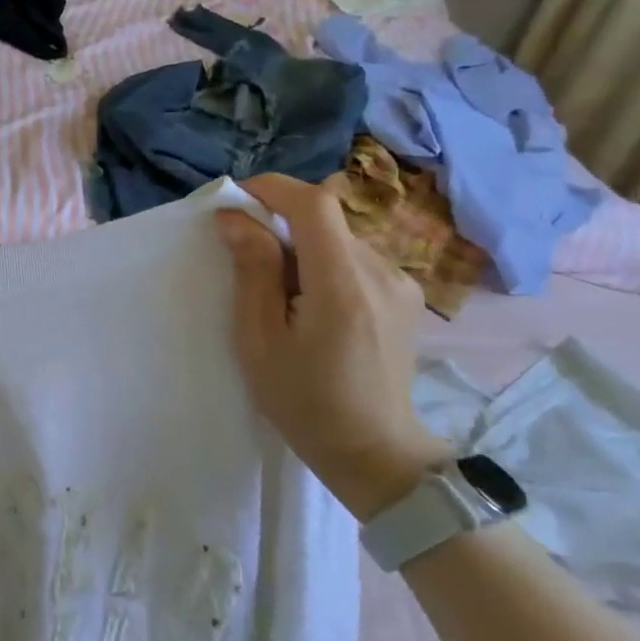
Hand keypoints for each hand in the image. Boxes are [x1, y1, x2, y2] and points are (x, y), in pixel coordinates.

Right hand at [218, 174, 447, 521]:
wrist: (373, 451)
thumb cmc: (303, 400)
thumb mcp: (259, 338)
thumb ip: (253, 270)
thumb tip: (235, 218)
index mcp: (344, 283)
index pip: (314, 204)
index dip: (272, 189)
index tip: (235, 201)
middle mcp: (382, 272)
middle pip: (325, 219)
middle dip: (279, 223)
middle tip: (244, 258)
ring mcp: (400, 283)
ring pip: (338, 237)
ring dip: (300, 246)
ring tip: (277, 291)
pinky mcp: (404, 295)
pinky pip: (354, 257)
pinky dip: (322, 262)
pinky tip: (308, 302)